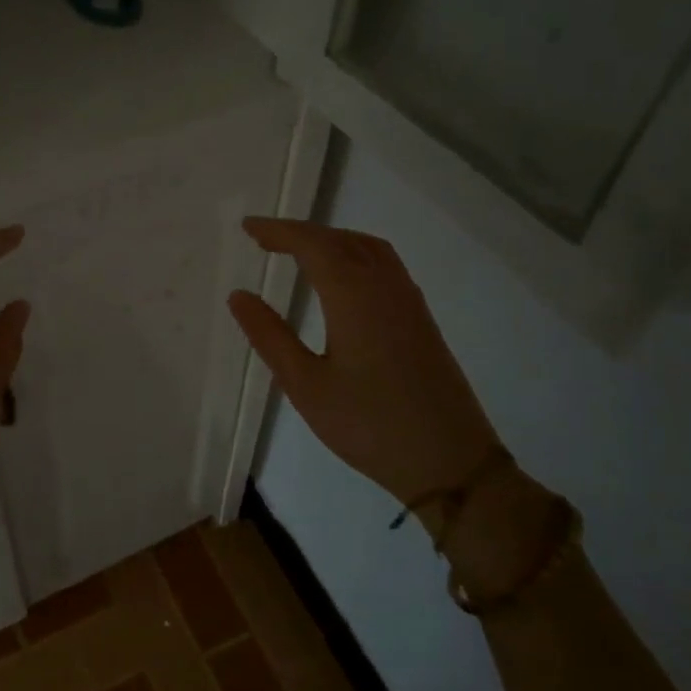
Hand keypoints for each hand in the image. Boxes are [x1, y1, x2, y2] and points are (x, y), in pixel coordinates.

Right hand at [227, 217, 502, 508]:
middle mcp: (385, 287)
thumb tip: (239, 295)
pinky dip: (354, 253)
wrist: (451, 463)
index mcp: (354, 297)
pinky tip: (341, 278)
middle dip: (301, 232)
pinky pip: (384, 265)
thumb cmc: (369, 426)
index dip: (278, 231)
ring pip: (368, 248)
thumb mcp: (306, 385)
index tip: (247, 227)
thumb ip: (270, 336)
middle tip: (263, 239)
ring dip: (330, 239)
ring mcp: (409, 302)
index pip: (313, 245)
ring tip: (298, 251)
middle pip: (341, 239)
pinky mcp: (421, 319)